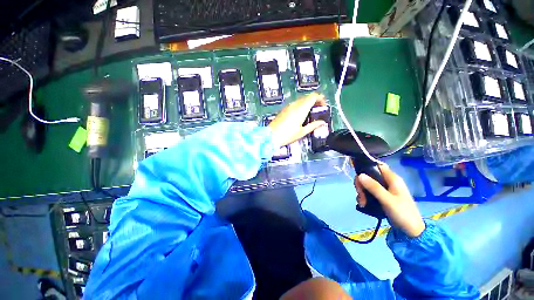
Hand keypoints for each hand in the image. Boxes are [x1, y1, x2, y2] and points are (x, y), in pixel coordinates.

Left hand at [268, 93, 327, 146]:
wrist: (272, 136)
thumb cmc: (288, 135)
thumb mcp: (302, 132)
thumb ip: (313, 125)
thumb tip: (322, 122)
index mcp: (301, 108)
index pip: (313, 96)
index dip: (320, 98)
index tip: (323, 105)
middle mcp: (295, 104)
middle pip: (307, 97)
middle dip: (314, 101)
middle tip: (318, 109)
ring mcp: (288, 106)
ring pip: (300, 100)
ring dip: (307, 103)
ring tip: (310, 113)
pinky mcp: (284, 109)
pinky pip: (294, 104)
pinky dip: (300, 106)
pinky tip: (300, 115)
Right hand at [354, 165, 424, 236]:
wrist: (411, 231)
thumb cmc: (403, 213)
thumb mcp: (388, 200)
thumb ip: (374, 187)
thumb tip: (359, 175)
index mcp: (392, 178)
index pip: (377, 165)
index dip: (365, 167)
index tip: (357, 175)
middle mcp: (387, 181)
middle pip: (369, 176)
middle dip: (361, 184)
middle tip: (360, 194)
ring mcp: (384, 189)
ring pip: (367, 184)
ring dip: (362, 192)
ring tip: (362, 202)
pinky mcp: (381, 196)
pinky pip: (368, 192)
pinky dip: (364, 196)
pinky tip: (363, 204)